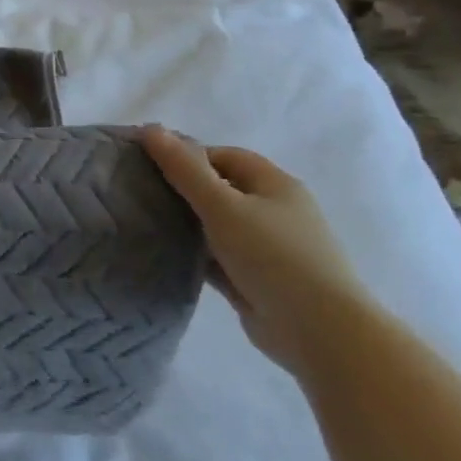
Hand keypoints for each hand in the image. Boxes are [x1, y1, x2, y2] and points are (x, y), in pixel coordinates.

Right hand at [141, 127, 374, 378]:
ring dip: (187, 224)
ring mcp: (268, 249)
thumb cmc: (274, 256)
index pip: (225, 157)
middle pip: (221, 190)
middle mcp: (275, 212)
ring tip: (144, 222)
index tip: (150, 166)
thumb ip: (184, 169)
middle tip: (140, 193)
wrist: (320, 332)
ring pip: (217, 226)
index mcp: (275, 185)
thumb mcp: (223, 206)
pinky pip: (218, 258)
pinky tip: (164, 255)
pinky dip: (195, 254)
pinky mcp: (256, 280)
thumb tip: (150, 128)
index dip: (188, 156)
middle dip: (183, 189)